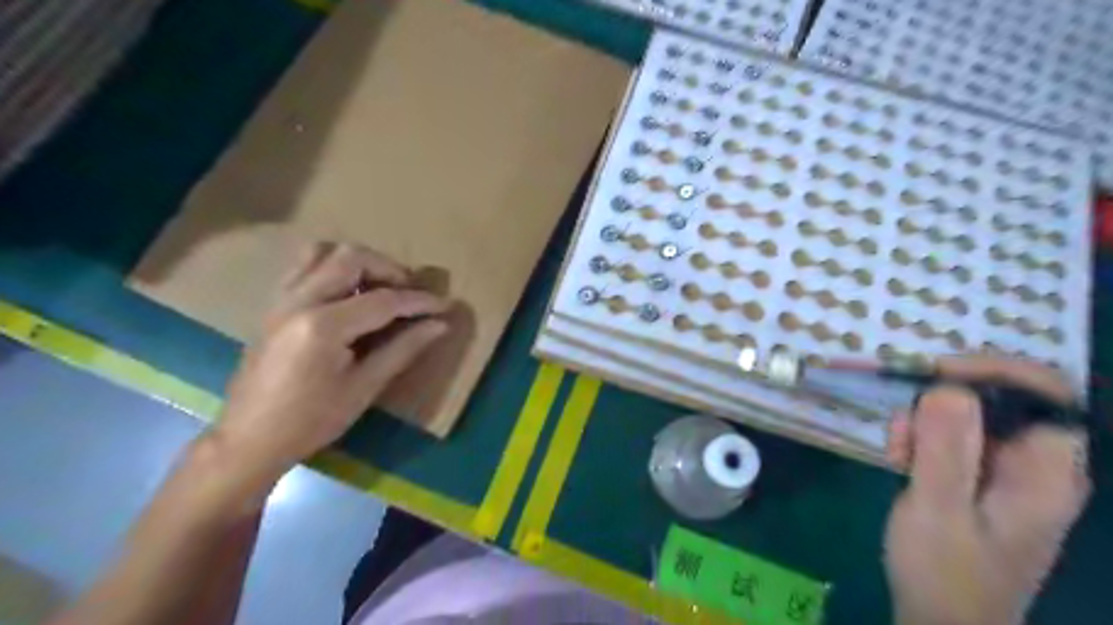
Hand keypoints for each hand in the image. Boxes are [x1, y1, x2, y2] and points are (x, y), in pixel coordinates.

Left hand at [205, 243, 448, 479]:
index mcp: (323, 326)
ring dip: (360, 262)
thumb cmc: (311, 420)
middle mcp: (299, 300)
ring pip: (324, 252)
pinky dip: (334, 267)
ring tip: (380, 287)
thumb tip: (440, 325)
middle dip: (390, 269)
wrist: (248, 439)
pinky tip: (349, 293)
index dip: (419, 301)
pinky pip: (305, 266)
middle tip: (410, 294)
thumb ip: (403, 349)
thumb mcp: (364, 387)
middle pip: (352, 258)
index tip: (444, 305)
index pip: (383, 299)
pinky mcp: (273, 304)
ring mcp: (281, 298)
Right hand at [889, 355, 1088, 624]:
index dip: (995, 370)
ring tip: (898, 451)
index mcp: (1046, 473)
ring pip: (968, 416)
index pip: (1045, 394)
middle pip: (1000, 400)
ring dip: (925, 422)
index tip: (936, 372)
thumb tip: (947, 386)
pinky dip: (922, 438)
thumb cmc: (944, 572)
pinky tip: (901, 459)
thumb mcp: (937, 508)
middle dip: (943, 400)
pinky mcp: (979, 479)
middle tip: (904, 424)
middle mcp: (1036, 465)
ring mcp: (1006, 472)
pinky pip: (953, 437)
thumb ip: (945, 448)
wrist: (942, 620)